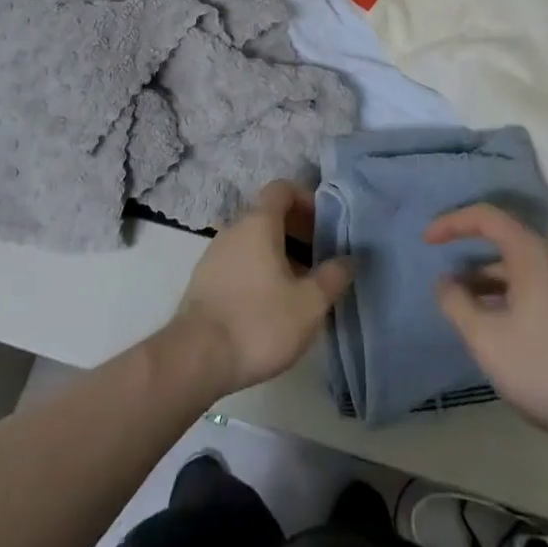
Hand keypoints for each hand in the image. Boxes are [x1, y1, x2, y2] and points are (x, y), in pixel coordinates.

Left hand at [169, 181, 353, 397]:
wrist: (196, 358)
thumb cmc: (259, 322)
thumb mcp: (309, 304)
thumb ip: (333, 276)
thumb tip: (351, 257)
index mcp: (259, 222)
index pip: (282, 189)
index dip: (307, 200)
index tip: (325, 225)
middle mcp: (234, 228)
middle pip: (269, 215)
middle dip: (298, 231)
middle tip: (320, 260)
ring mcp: (215, 254)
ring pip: (254, 241)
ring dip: (279, 254)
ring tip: (300, 288)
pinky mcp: (204, 280)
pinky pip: (239, 262)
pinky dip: (259, 270)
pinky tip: (270, 305)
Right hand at [426, 204, 547, 444]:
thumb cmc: (542, 367)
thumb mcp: (485, 337)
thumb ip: (456, 303)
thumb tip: (444, 283)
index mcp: (529, 253)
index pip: (485, 217)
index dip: (452, 223)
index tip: (427, 241)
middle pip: (501, 237)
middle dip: (466, 248)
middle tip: (440, 265)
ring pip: (514, 266)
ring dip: (483, 277)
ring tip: (458, 301)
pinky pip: (527, 285)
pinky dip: (502, 293)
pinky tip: (489, 323)